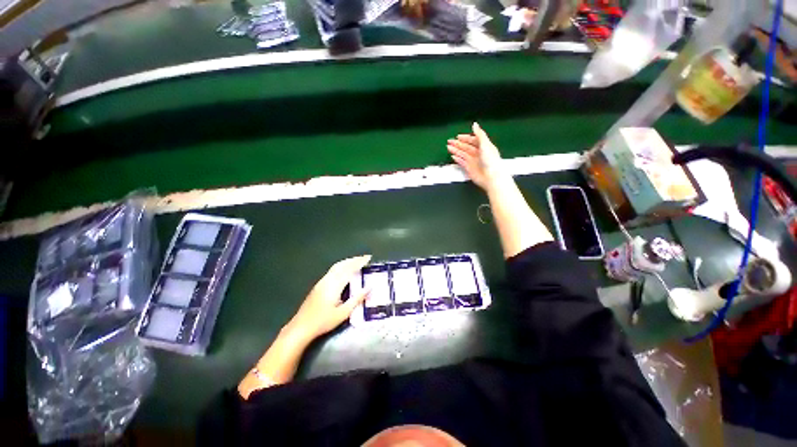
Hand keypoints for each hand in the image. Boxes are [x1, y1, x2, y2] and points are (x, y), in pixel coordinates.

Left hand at [285, 255, 371, 343]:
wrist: (301, 327)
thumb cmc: (324, 321)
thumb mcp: (343, 313)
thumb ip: (357, 299)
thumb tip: (369, 287)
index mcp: (335, 285)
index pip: (350, 269)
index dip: (359, 262)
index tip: (368, 258)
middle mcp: (328, 280)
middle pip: (342, 264)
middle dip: (354, 260)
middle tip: (364, 258)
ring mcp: (322, 282)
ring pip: (336, 266)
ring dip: (347, 262)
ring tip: (356, 261)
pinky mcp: (318, 285)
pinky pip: (332, 270)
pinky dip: (341, 266)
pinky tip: (344, 270)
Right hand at [447, 122, 504, 190]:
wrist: (491, 177)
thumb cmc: (491, 160)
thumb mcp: (485, 144)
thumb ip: (479, 134)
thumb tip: (475, 124)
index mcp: (484, 146)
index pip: (473, 140)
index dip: (465, 138)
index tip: (458, 136)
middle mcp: (478, 153)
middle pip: (466, 147)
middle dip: (458, 144)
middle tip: (449, 141)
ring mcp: (473, 161)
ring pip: (462, 154)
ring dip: (456, 150)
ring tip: (448, 147)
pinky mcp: (469, 168)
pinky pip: (462, 162)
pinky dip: (457, 159)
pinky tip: (453, 156)